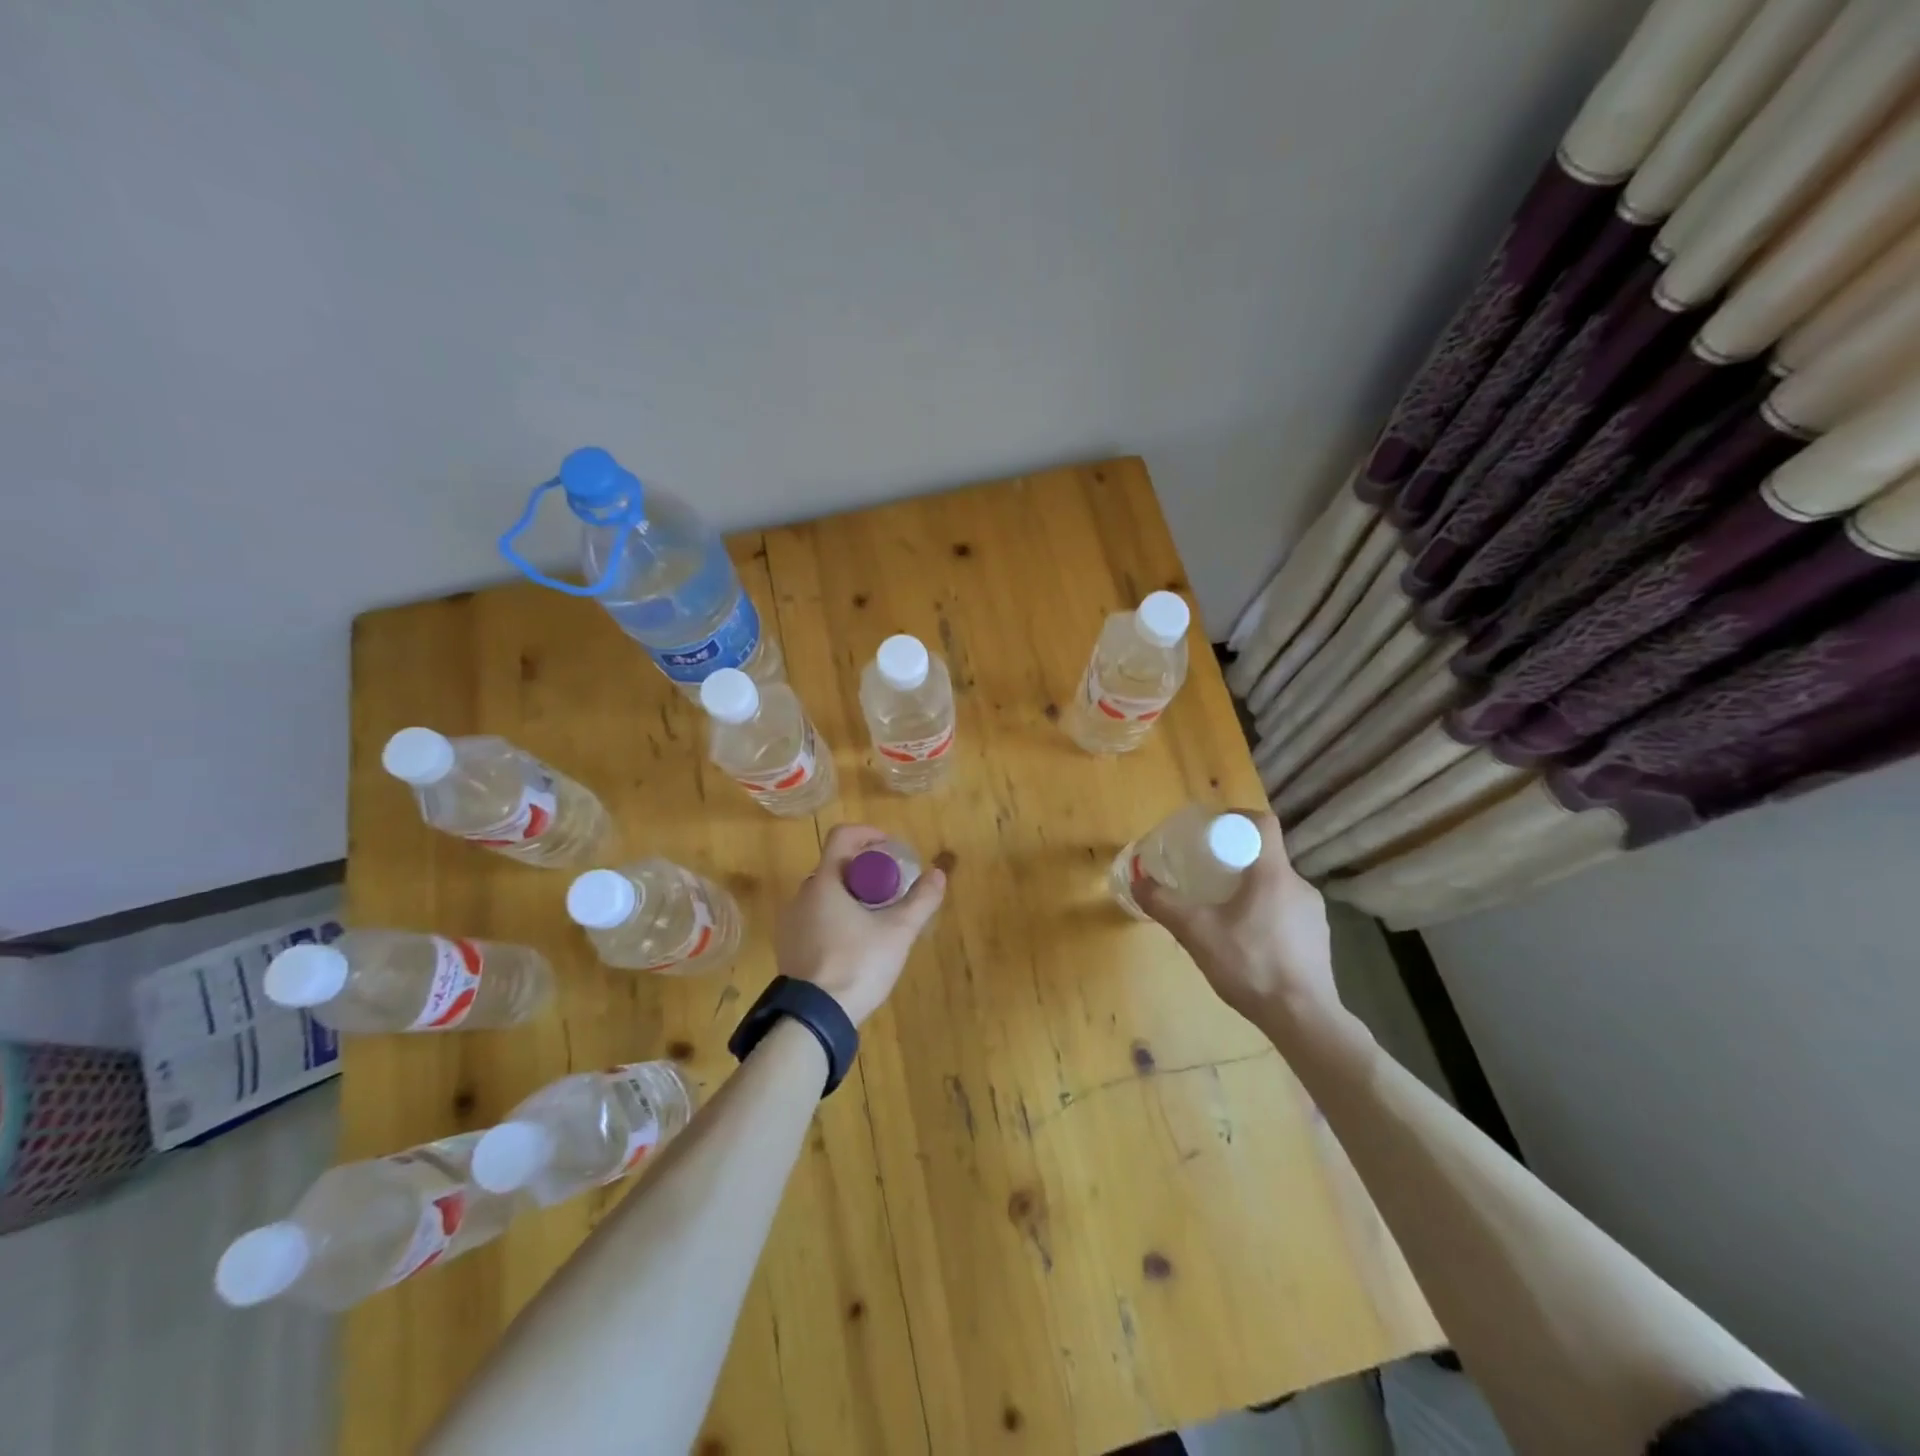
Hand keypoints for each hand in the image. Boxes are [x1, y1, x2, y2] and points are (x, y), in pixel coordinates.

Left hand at [775, 824, 946, 1026]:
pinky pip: (814, 918)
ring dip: (850, 895)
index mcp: (824, 883)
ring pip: (824, 894)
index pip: (842, 836)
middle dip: (864, 869)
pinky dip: (835, 917)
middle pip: (835, 866)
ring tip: (875, 917)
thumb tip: (938, 873)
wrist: (814, 1018)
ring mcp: (790, 922)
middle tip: (890, 887)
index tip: (890, 847)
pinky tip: (854, 943)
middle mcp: (801, 895)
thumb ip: (921, 900)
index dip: (868, 834)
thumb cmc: (857, 965)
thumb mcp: (898, 932)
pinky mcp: (788, 947)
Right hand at [1134, 813, 1342, 1040]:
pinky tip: (1248, 944)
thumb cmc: (1251, 965)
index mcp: (1273, 874)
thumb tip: (1138, 881)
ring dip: (1250, 891)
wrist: (1304, 1019)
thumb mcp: (1197, 933)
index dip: (1237, 818)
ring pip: (1276, 887)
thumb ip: (1164, 905)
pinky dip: (1265, 915)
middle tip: (1207, 876)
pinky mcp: (1319, 939)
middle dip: (1236, 860)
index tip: (1213, 831)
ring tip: (1223, 913)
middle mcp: (1299, 886)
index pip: (1263, 823)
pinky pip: (1287, 912)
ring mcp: (1314, 914)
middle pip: (1266, 856)